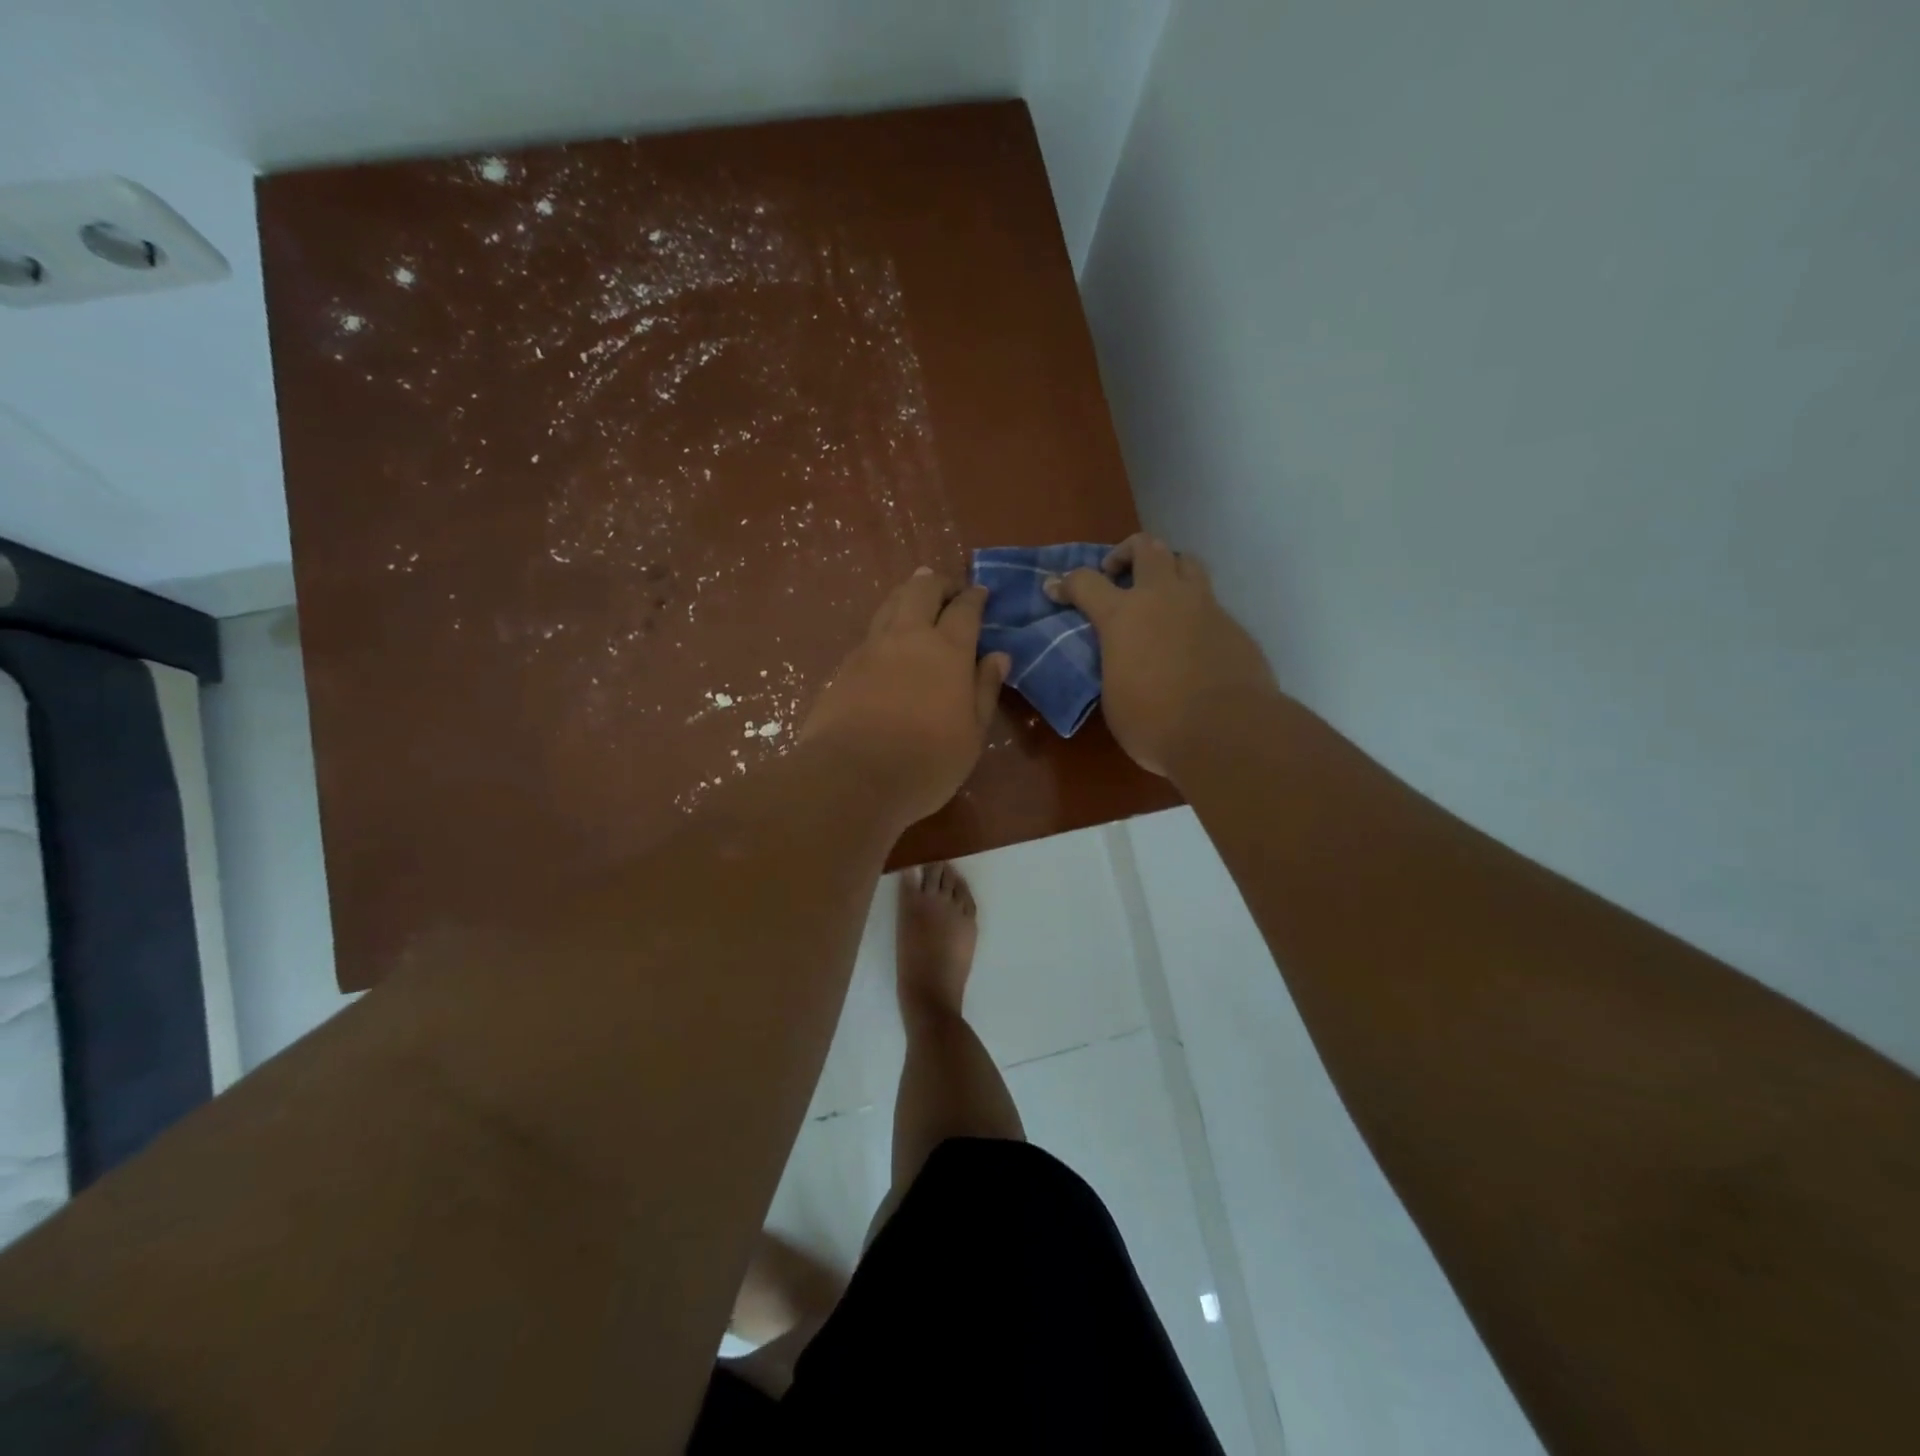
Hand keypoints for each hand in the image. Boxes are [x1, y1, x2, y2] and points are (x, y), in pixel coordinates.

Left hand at [802, 567, 1009, 826]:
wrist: (852, 777)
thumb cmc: (926, 762)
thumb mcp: (972, 734)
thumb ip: (985, 690)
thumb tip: (999, 655)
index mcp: (948, 650)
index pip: (965, 609)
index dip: (974, 597)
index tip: (981, 592)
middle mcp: (908, 637)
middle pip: (921, 591)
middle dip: (938, 583)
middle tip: (948, 588)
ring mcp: (871, 649)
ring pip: (890, 604)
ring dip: (907, 593)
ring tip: (916, 594)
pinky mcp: (844, 667)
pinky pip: (870, 632)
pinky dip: (885, 624)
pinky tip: (887, 639)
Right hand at [1050, 534, 1275, 776]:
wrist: (1226, 732)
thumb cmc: (1155, 722)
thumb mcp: (1114, 695)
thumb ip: (1115, 664)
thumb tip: (1123, 659)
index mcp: (1122, 616)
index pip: (1085, 581)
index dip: (1065, 583)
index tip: (1055, 588)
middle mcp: (1162, 598)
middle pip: (1146, 547)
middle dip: (1125, 553)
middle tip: (1117, 575)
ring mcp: (1203, 606)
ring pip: (1185, 561)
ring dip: (1167, 568)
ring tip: (1159, 594)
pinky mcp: (1233, 624)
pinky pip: (1209, 602)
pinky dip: (1193, 609)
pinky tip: (1190, 639)